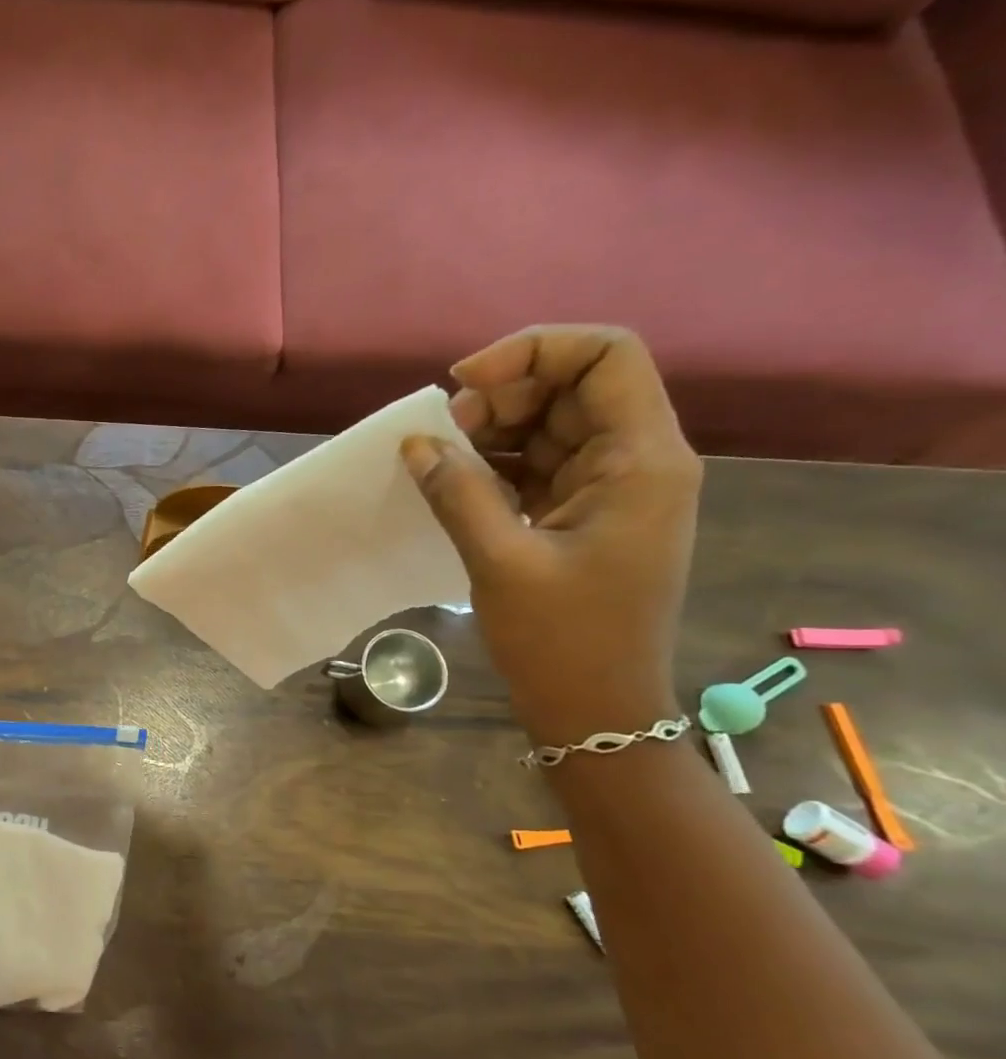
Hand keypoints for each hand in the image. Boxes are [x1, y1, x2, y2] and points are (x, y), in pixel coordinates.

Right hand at [400, 325, 701, 744]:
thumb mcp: (501, 561)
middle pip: (577, 386)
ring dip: (497, 429)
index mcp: (642, 460)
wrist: (595, 707)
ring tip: (442, 456)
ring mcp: (614, 490)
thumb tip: (416, 444)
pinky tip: (457, 481)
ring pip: (555, 425)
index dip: (534, 350)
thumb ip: (458, 493)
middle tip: (444, 430)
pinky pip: (542, 465)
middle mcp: (639, 461)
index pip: (606, 356)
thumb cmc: (561, 639)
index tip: (463, 384)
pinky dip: (499, 464)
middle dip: (506, 393)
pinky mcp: (587, 516)